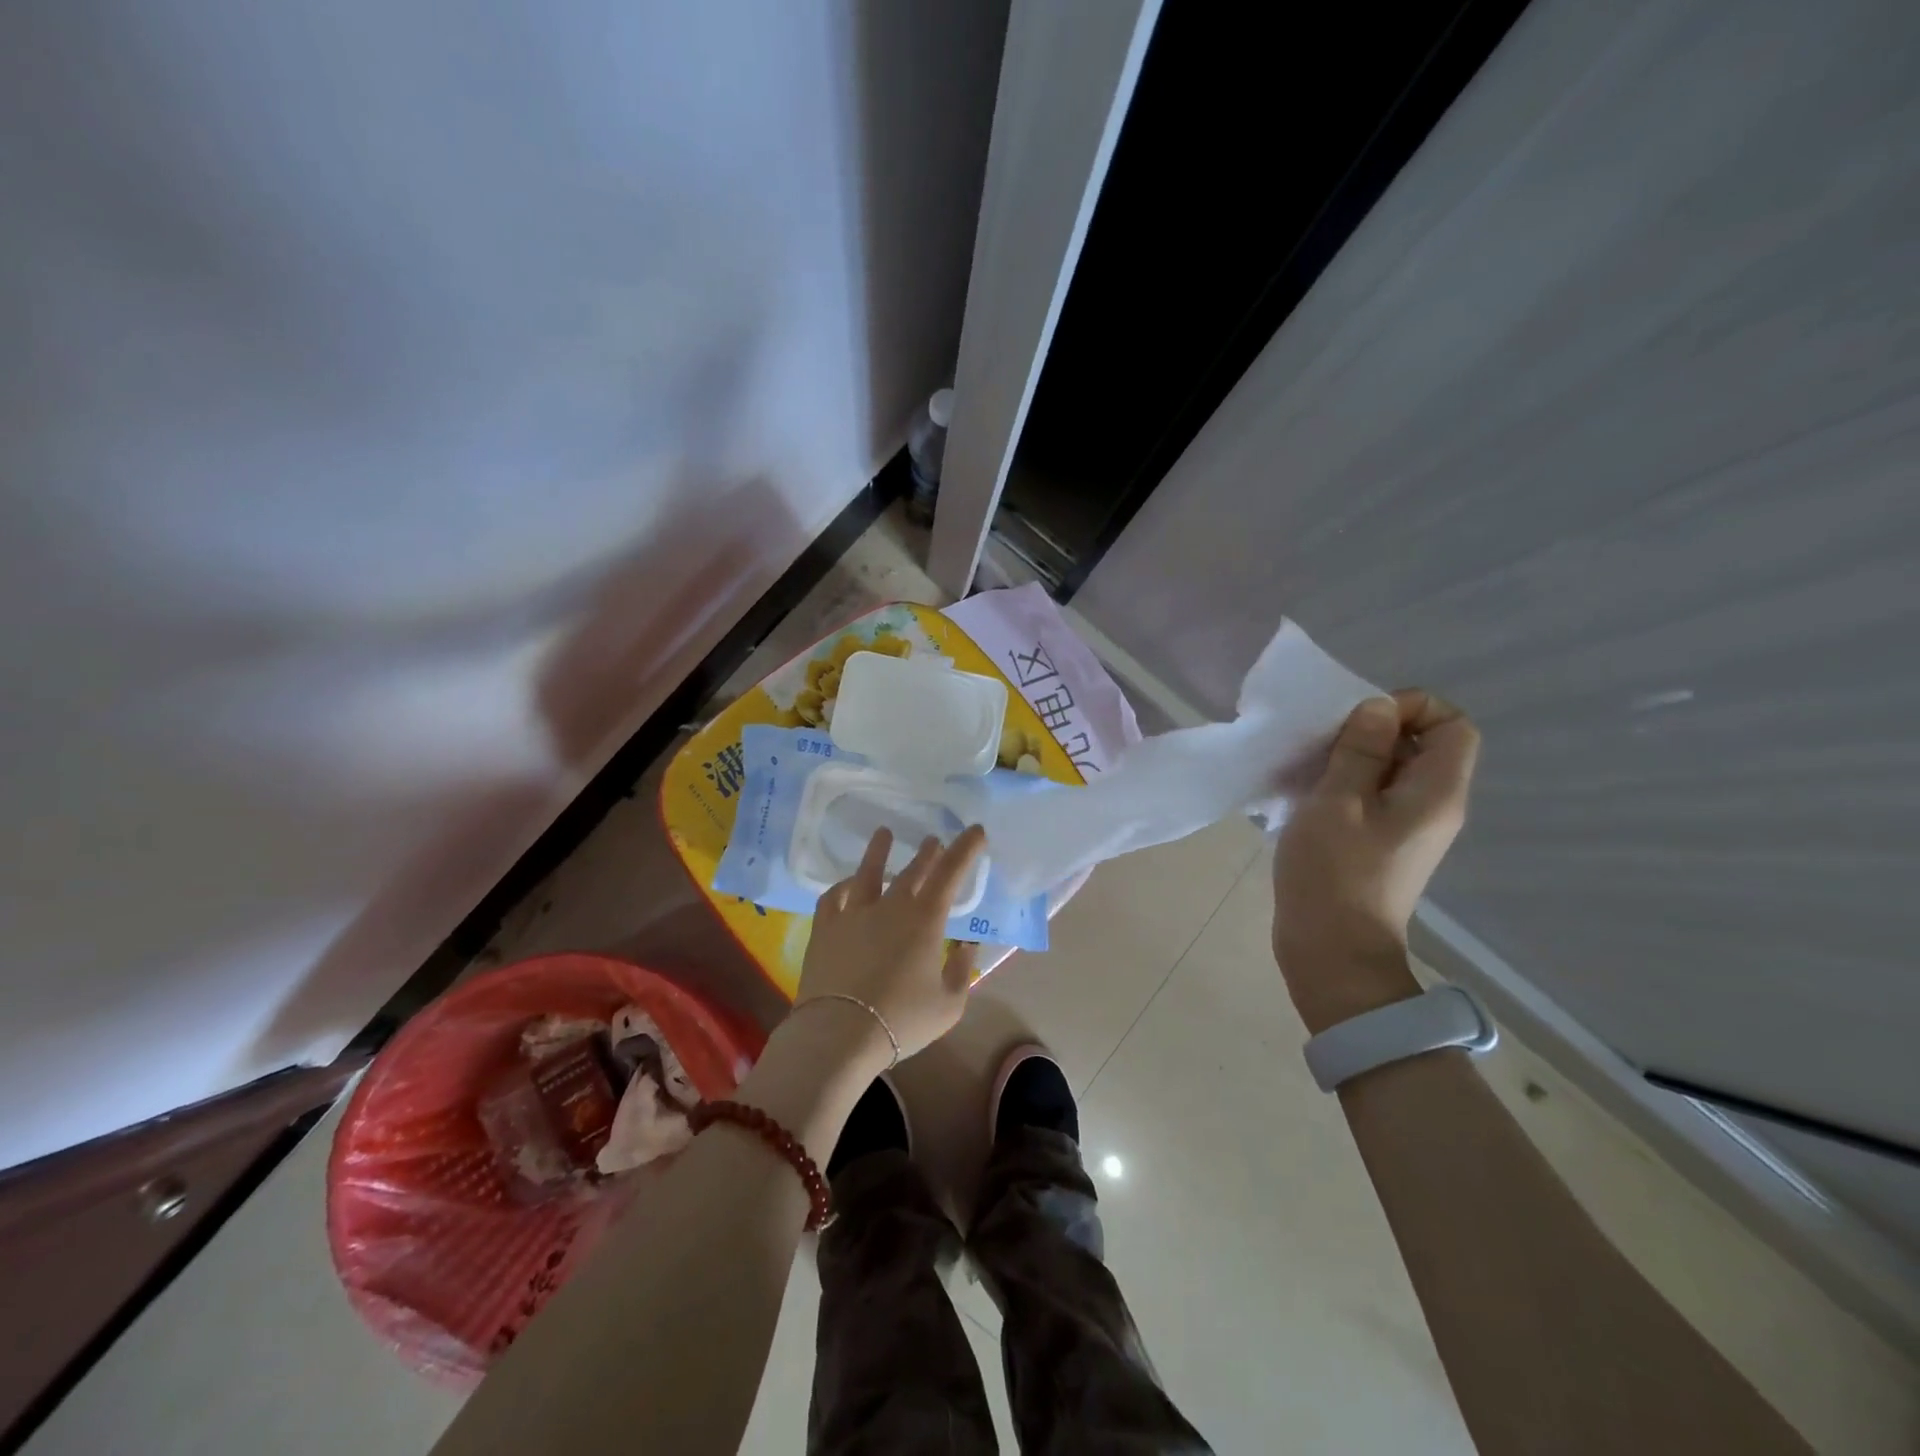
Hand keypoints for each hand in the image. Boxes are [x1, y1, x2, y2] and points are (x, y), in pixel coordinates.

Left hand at [793, 826, 986, 1065]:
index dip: (965, 849)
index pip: (950, 873)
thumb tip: (965, 946)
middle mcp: (890, 906)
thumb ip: (961, 971)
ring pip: (869, 873)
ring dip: (879, 851)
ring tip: (884, 833)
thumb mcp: (948, 1004)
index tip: (976, 831)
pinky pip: (834, 896)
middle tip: (934, 841)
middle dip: (928, 854)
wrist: (840, 1033)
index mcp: (925, 919)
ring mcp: (854, 913)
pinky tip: (848, 883)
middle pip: (912, 871)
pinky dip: (843, 886)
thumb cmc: (902, 1019)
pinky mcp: (826, 927)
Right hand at [1272, 691, 1479, 1031]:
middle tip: (1324, 746)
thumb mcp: (1338, 801)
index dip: (1411, 708)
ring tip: (1310, 771)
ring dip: (1352, 760)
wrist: (1332, 951)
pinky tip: (1308, 798)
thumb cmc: (1334, 873)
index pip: (1453, 723)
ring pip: (1391, 771)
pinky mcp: (1383, 845)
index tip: (1359, 721)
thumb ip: (1360, 749)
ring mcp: (1408, 828)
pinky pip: (1374, 797)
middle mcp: (1434, 806)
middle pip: (1421, 744)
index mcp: (1436, 792)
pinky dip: (1345, 786)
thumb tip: (1378, 707)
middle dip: (1372, 731)